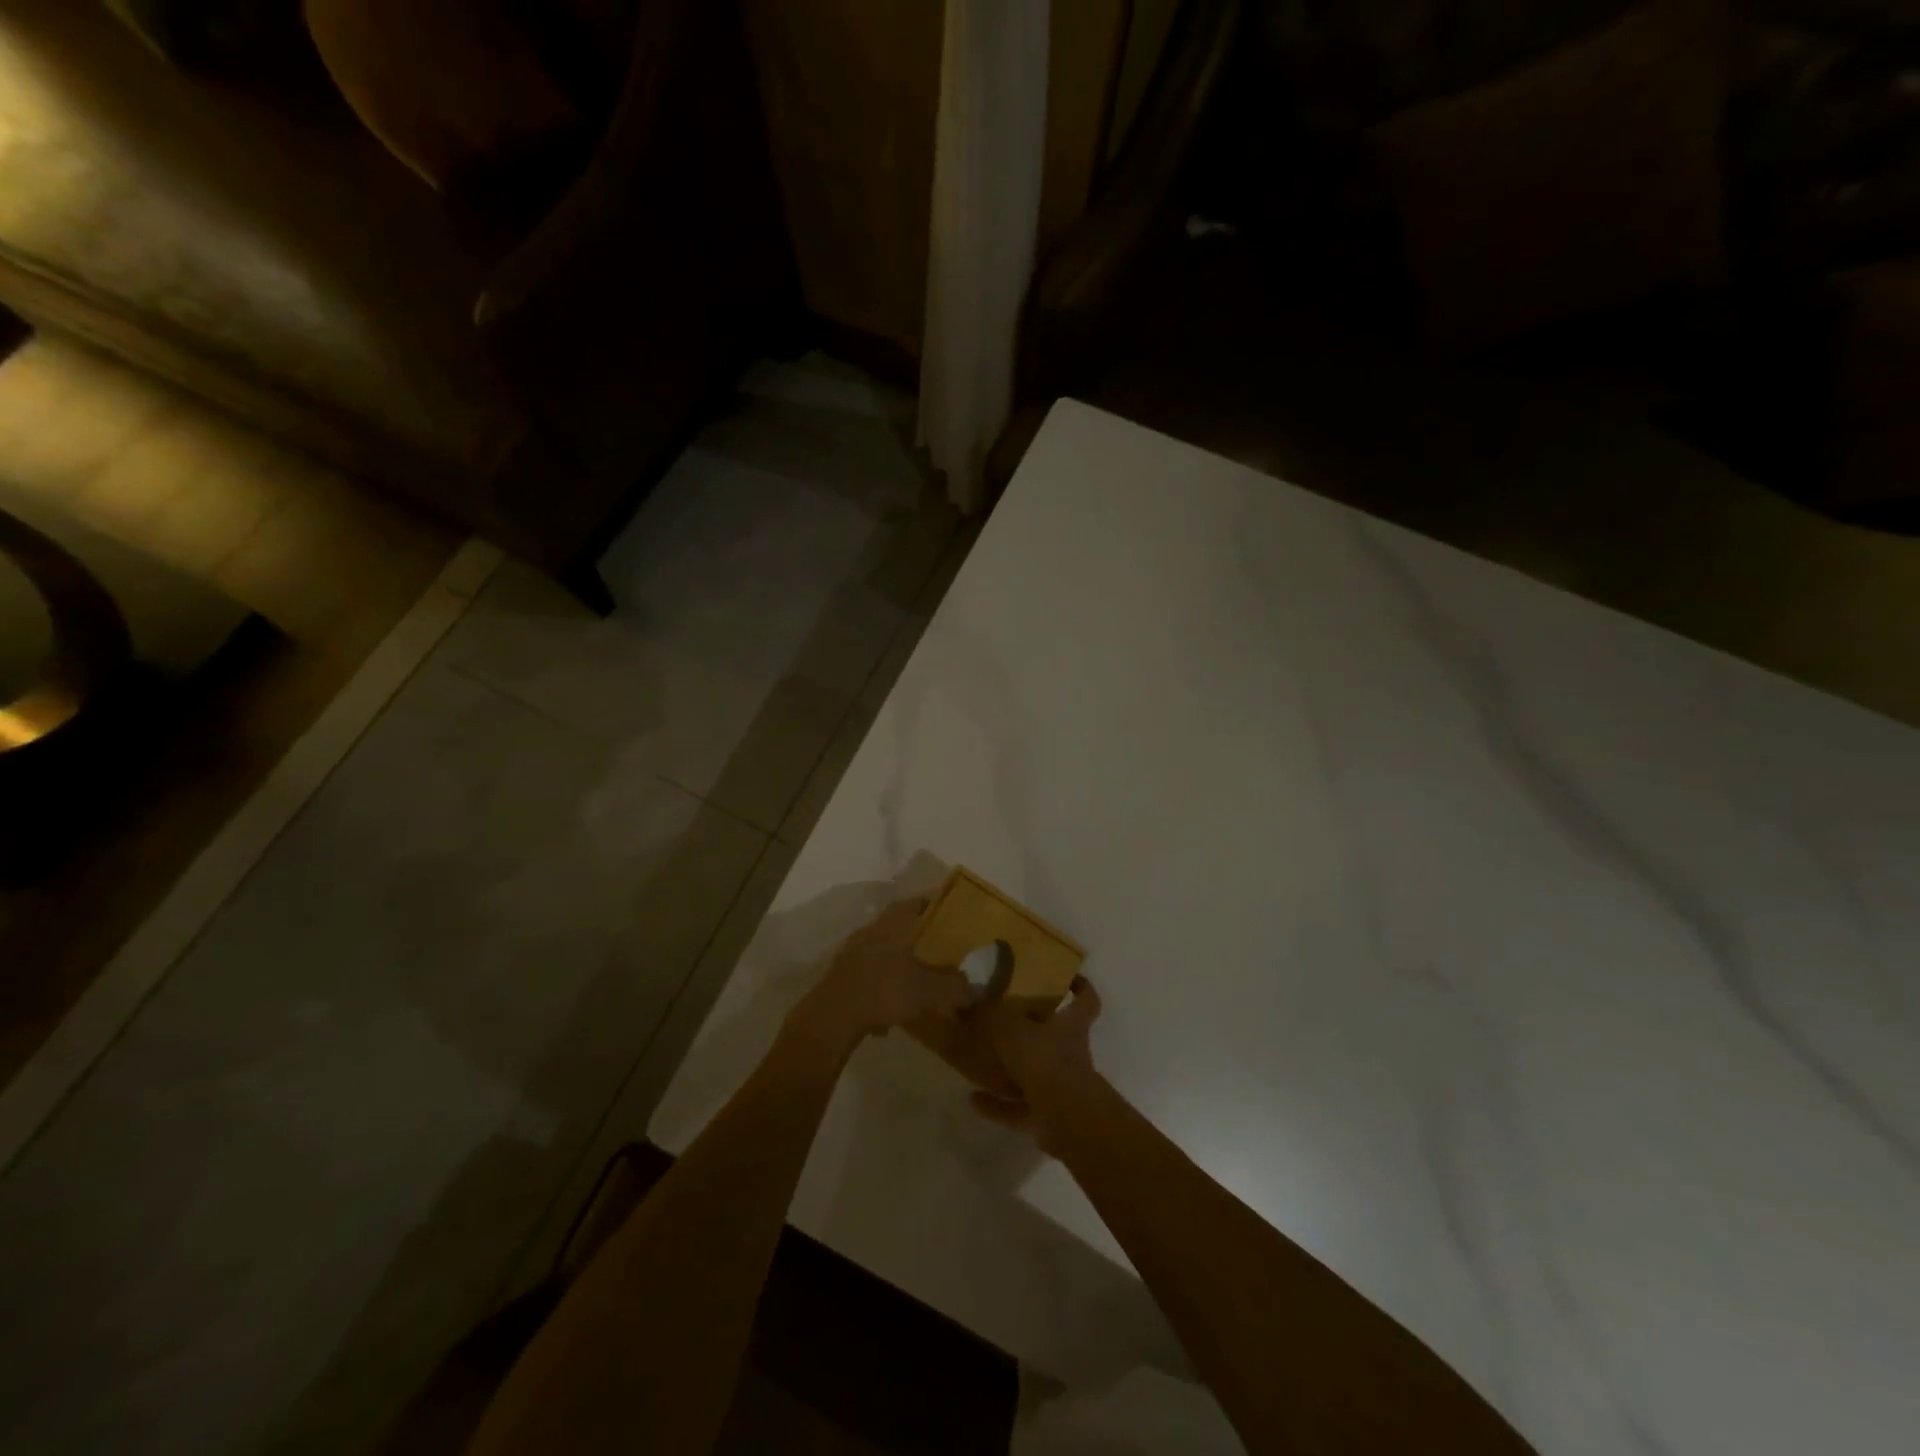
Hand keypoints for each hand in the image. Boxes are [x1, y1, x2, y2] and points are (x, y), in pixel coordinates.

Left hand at [785, 900, 970, 1059]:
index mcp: (890, 927)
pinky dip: (880, 987)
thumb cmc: (884, 991)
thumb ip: (955, 987)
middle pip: (893, 927)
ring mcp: (850, 956)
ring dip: (895, 963)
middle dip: (913, 936)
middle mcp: (868, 934)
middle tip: (933, 946)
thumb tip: (978, 987)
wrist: (832, 1018)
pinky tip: (889, 1010)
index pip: (911, 904)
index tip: (943, 910)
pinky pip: (866, 977)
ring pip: (878, 953)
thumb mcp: (928, 990)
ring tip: (913, 979)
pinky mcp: (839, 980)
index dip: (928, 904)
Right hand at [967, 976, 1104, 1154]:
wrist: (1066, 1118)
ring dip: (1011, 1072)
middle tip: (1008, 1021)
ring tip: (982, 1064)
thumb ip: (992, 1015)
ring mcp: (1061, 1087)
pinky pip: (1019, 1108)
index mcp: (1071, 1026)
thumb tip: (973, 1001)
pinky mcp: (1049, 1116)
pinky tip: (973, 1100)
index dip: (1081, 988)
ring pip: (1036, 1074)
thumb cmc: (1045, 1060)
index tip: (1068, 978)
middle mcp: (1070, 1054)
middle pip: (1058, 1037)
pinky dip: (998, 1105)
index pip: (1086, 1001)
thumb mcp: (1012, 1029)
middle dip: (1036, 1032)